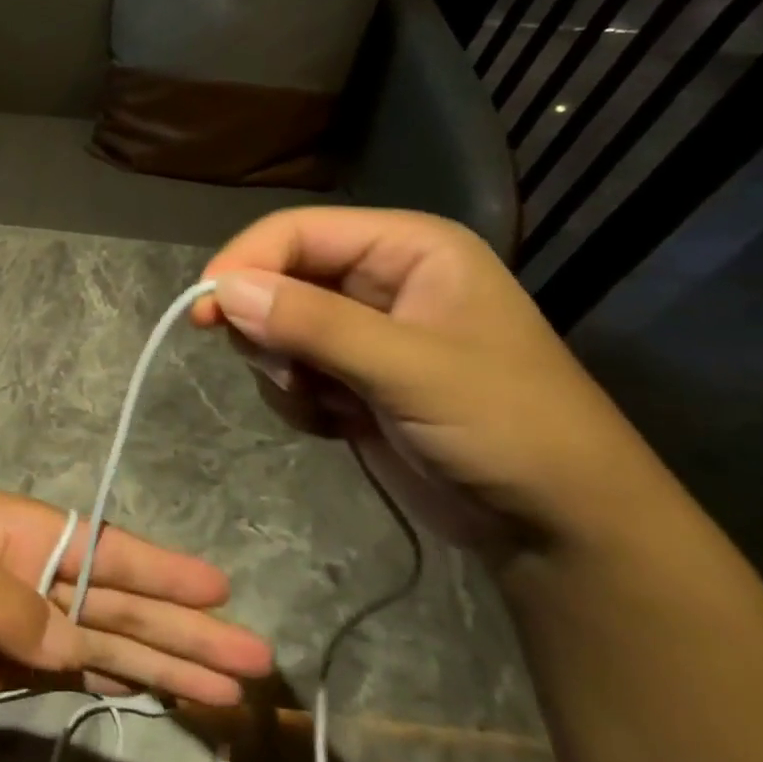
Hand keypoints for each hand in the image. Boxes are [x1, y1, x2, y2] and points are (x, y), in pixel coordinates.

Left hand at [0, 490, 273, 706]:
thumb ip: (10, 608)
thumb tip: (75, 642)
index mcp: (15, 530)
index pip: (103, 548)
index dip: (161, 571)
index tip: (220, 591)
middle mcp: (27, 571)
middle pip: (116, 603)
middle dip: (181, 630)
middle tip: (254, 660)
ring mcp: (17, 621)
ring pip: (102, 642)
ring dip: (159, 664)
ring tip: (224, 690)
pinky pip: (68, 671)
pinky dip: (110, 682)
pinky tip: (151, 694)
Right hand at [195, 207, 674, 559]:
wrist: (559, 529)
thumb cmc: (509, 428)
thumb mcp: (412, 370)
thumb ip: (315, 324)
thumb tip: (220, 290)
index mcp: (407, 249)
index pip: (297, 232)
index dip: (245, 262)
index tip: (203, 310)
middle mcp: (379, 279)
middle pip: (277, 277)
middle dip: (266, 326)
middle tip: (282, 370)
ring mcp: (361, 330)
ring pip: (272, 327)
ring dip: (282, 369)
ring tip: (327, 405)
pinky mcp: (349, 376)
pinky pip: (285, 369)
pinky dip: (296, 399)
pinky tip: (338, 424)